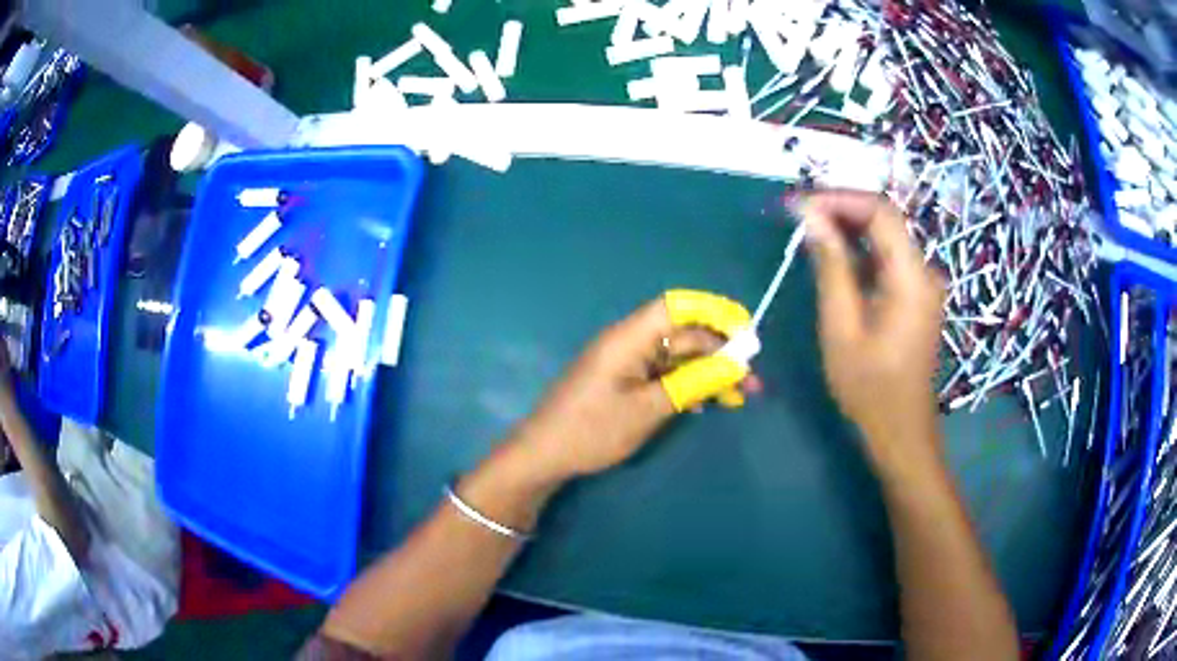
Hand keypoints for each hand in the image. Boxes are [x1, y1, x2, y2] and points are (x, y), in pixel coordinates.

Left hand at [514, 291, 756, 479]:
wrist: (545, 454)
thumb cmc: (592, 430)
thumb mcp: (648, 409)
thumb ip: (693, 383)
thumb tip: (735, 363)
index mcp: (629, 337)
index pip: (677, 306)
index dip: (714, 311)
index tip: (746, 331)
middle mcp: (630, 341)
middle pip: (683, 334)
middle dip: (720, 353)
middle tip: (751, 379)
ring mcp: (628, 362)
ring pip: (678, 357)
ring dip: (708, 372)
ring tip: (740, 396)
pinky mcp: (626, 381)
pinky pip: (665, 374)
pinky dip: (688, 385)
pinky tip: (709, 403)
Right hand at [802, 191, 945, 467]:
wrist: (901, 431)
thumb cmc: (869, 388)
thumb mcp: (841, 328)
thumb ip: (831, 267)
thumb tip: (811, 217)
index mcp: (912, 277)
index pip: (881, 212)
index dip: (840, 199)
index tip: (801, 205)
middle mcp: (925, 271)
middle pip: (886, 220)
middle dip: (842, 209)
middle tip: (799, 214)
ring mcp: (924, 284)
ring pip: (886, 238)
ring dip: (849, 228)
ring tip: (809, 230)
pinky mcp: (917, 296)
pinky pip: (889, 259)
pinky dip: (861, 251)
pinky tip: (834, 256)